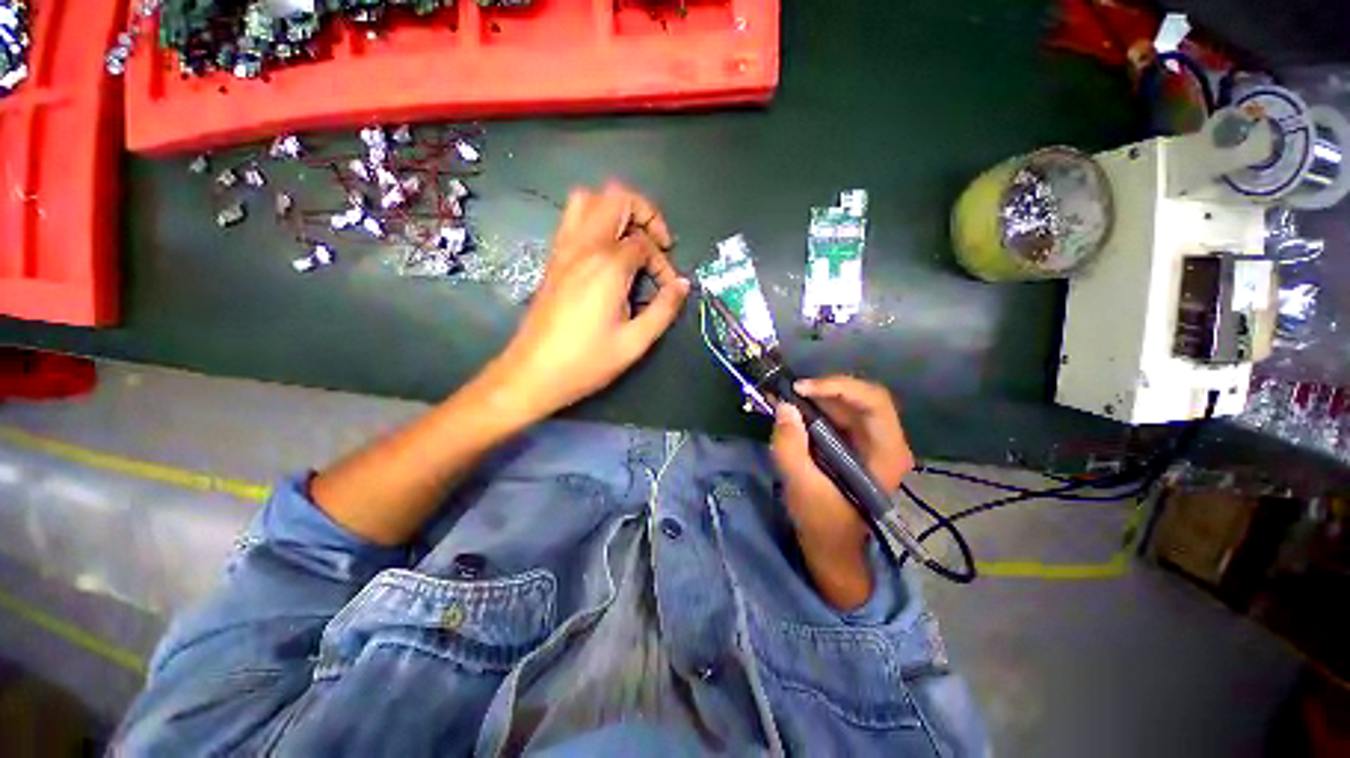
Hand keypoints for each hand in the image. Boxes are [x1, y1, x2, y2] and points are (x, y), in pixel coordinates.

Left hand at [486, 182, 690, 422]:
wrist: (533, 373)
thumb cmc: (586, 361)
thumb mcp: (635, 342)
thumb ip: (664, 309)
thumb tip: (682, 284)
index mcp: (608, 266)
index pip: (645, 243)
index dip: (663, 262)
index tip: (667, 288)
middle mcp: (584, 246)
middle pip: (617, 198)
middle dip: (645, 214)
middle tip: (657, 245)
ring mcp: (563, 249)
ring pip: (588, 199)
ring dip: (616, 211)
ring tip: (631, 240)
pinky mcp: (553, 259)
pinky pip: (572, 219)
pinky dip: (595, 221)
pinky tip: (606, 254)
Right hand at [771, 376, 913, 608]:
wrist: (831, 545)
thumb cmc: (823, 521)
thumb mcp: (802, 487)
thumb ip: (791, 447)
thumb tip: (784, 407)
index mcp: (886, 453)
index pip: (874, 402)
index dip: (838, 387)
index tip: (800, 389)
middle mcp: (886, 441)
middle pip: (861, 396)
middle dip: (823, 389)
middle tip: (790, 391)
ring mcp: (871, 440)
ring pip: (847, 402)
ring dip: (816, 395)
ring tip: (785, 395)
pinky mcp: (854, 442)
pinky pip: (837, 413)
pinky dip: (814, 405)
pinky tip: (792, 407)